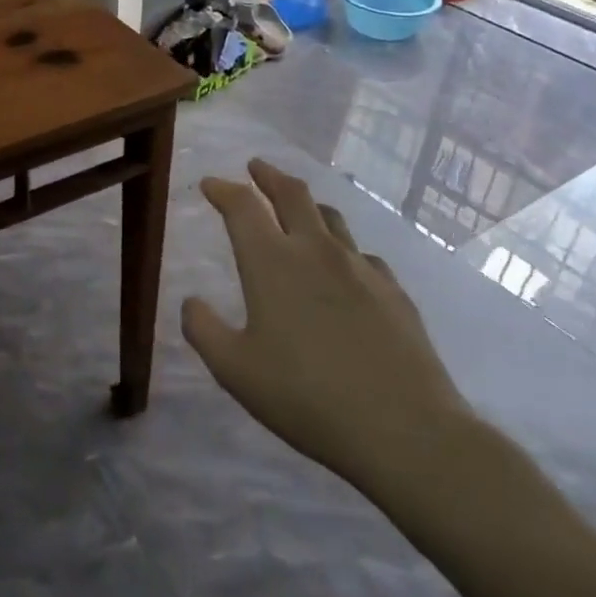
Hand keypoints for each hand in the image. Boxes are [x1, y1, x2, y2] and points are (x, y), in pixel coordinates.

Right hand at [182, 160, 472, 507]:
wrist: (404, 429)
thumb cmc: (306, 396)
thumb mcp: (235, 370)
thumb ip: (204, 330)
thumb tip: (191, 302)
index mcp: (272, 262)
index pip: (242, 206)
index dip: (223, 189)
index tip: (210, 184)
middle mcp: (316, 251)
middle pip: (291, 194)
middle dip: (268, 175)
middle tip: (255, 167)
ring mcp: (360, 268)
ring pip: (330, 217)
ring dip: (306, 203)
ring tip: (297, 206)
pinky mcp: (393, 291)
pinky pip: (362, 254)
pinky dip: (342, 247)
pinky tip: (343, 266)